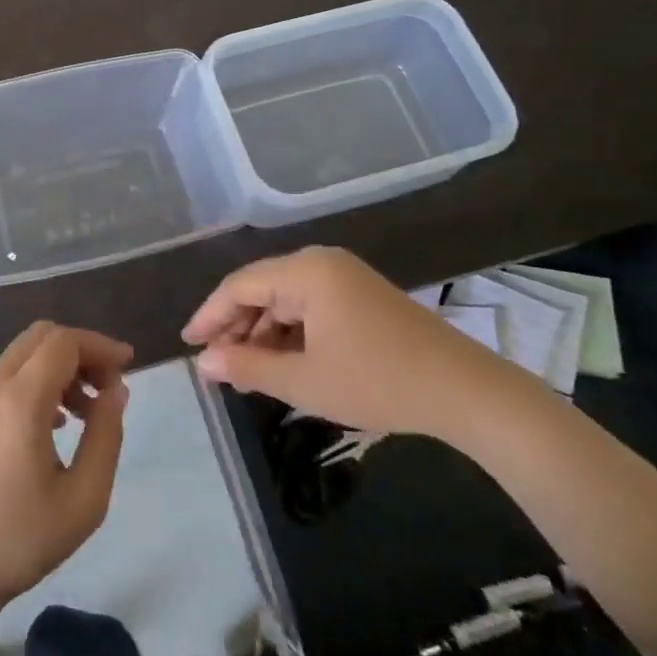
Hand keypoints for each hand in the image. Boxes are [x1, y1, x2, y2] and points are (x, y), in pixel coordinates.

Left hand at [0, 321, 132, 610]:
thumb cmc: (20, 539)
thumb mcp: (84, 498)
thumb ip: (106, 436)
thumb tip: (116, 390)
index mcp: (20, 400)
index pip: (64, 342)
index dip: (100, 345)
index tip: (129, 365)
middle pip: (42, 337)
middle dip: (82, 351)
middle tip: (108, 386)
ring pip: (24, 355)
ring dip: (60, 367)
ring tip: (88, 412)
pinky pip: (8, 377)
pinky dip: (38, 381)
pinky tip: (56, 425)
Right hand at [182, 245, 515, 437]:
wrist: (467, 392)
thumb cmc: (378, 382)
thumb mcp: (305, 381)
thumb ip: (248, 366)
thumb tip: (204, 362)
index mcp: (307, 271)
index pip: (240, 285)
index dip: (210, 315)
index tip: (189, 345)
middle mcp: (322, 263)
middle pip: (262, 288)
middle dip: (237, 326)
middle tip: (217, 365)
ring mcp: (346, 278)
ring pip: (286, 300)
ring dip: (264, 333)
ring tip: (248, 371)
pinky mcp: (363, 297)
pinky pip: (311, 308)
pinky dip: (292, 334)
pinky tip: (285, 363)